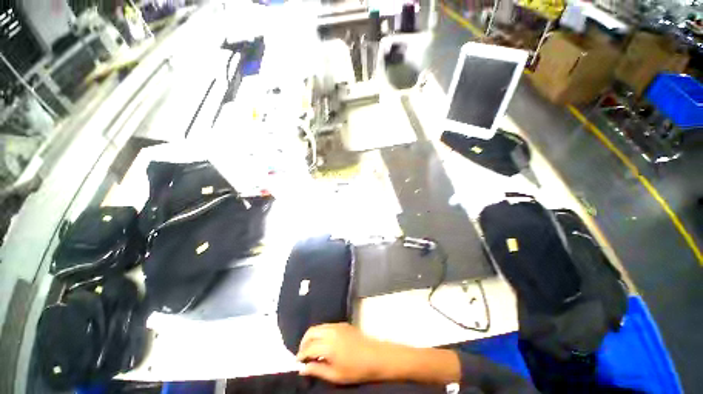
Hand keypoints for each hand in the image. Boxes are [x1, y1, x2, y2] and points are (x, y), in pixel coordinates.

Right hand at [296, 323, 389, 383]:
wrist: (375, 356)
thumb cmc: (356, 369)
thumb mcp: (335, 375)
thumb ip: (317, 370)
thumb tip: (302, 368)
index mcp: (328, 345)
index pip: (308, 347)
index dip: (301, 355)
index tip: (297, 362)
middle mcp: (331, 331)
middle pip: (311, 332)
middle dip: (304, 342)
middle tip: (303, 354)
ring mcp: (338, 325)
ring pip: (319, 326)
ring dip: (312, 336)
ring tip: (312, 349)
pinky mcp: (343, 324)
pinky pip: (327, 325)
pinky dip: (320, 332)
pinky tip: (323, 343)